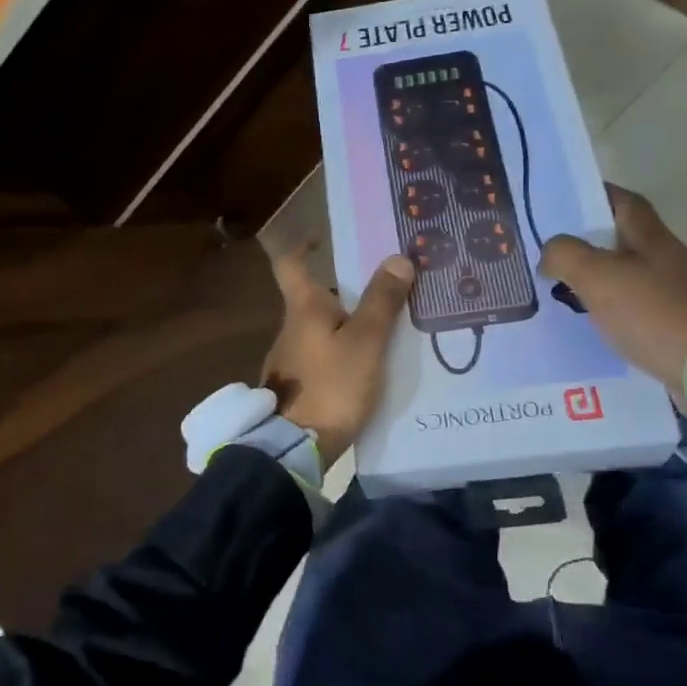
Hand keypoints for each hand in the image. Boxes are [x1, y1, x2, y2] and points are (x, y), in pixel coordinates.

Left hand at [263, 244, 414, 462]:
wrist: (294, 448)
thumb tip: (397, 258)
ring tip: (387, 333)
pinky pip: (322, 359)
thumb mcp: (366, 342)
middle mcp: (290, 329)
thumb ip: (382, 302)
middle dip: (346, 294)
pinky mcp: (295, 388)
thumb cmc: (331, 386)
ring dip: (347, 327)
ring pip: (321, 331)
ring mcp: (289, 360)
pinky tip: (367, 370)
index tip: (320, 236)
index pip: (291, 264)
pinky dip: (342, 355)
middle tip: (385, 292)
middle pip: (315, 299)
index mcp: (303, 309)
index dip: (302, 245)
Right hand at [539, 185, 686, 398]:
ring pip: (627, 273)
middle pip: (624, 238)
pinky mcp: (675, 324)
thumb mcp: (597, 276)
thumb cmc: (652, 312)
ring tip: (562, 287)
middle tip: (551, 250)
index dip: (595, 195)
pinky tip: (591, 321)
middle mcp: (666, 259)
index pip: (623, 201)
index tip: (563, 201)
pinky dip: (610, 307)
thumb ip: (565, 254)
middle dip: (589, 240)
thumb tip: (550, 252)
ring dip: (597, 276)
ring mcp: (674, 293)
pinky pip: (634, 306)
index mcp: (651, 237)